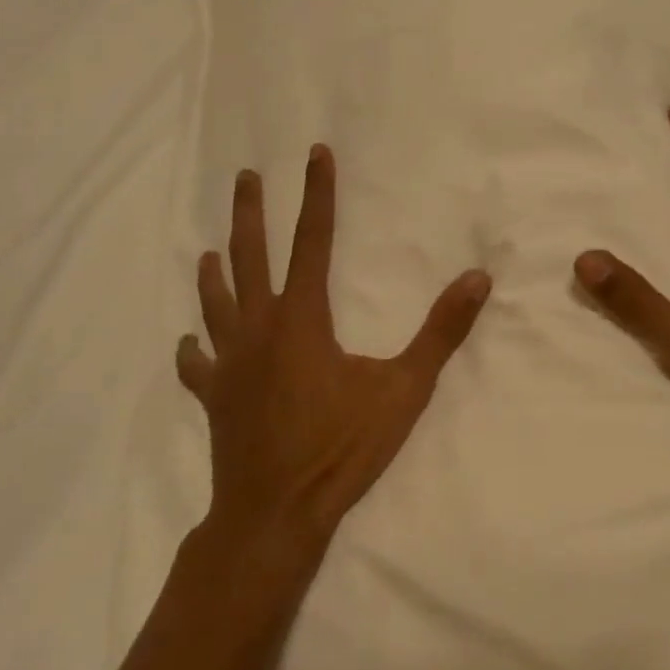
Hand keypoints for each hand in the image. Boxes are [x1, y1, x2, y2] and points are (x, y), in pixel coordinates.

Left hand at [177, 144, 491, 557]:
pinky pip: (198, 364)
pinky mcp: (215, 397)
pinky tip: (191, 342)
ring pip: (215, 302)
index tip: (315, 154)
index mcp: (301, 318)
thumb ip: (441, 332)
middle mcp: (258, 328)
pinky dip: (195, 348)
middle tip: (245, 176)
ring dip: (214, 271)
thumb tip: (478, 279)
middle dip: (250, 212)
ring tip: (210, 249)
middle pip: (248, 256)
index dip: (316, 194)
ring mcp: (229, 363)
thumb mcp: (403, 390)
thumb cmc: (340, 450)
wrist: (274, 515)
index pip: (312, 240)